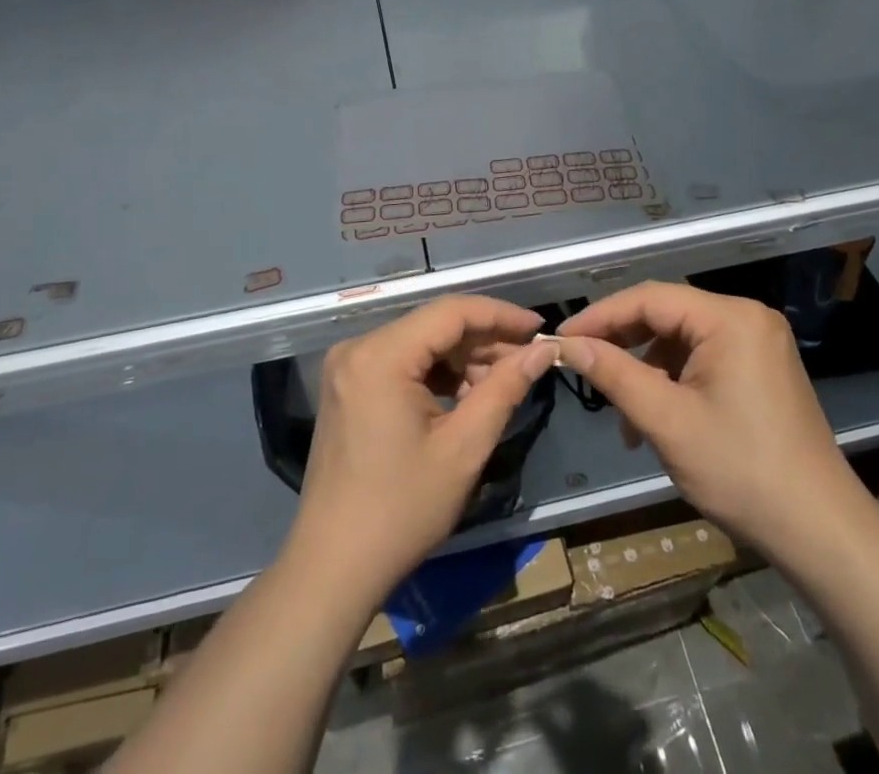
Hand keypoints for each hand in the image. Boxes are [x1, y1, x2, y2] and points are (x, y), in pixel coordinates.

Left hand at [287, 296, 555, 606]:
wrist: (334, 566)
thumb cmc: (402, 510)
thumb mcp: (464, 448)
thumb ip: (505, 388)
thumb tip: (544, 351)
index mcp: (381, 354)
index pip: (451, 312)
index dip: (500, 315)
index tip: (539, 329)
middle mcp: (358, 347)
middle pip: (434, 325)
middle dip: (484, 340)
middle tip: (528, 361)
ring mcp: (349, 366)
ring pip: (421, 342)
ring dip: (463, 358)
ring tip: (502, 383)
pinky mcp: (348, 385)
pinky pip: (402, 361)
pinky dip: (437, 373)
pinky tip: (467, 395)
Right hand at [557, 282, 868, 553]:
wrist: (822, 534)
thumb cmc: (741, 472)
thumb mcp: (667, 421)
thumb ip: (614, 374)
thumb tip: (567, 345)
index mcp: (730, 318)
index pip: (649, 298)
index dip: (601, 316)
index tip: (562, 339)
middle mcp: (747, 317)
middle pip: (667, 314)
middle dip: (624, 344)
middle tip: (584, 369)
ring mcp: (759, 343)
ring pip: (682, 339)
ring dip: (647, 370)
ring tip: (625, 417)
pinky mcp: (762, 369)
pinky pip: (704, 358)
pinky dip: (675, 382)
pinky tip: (658, 420)